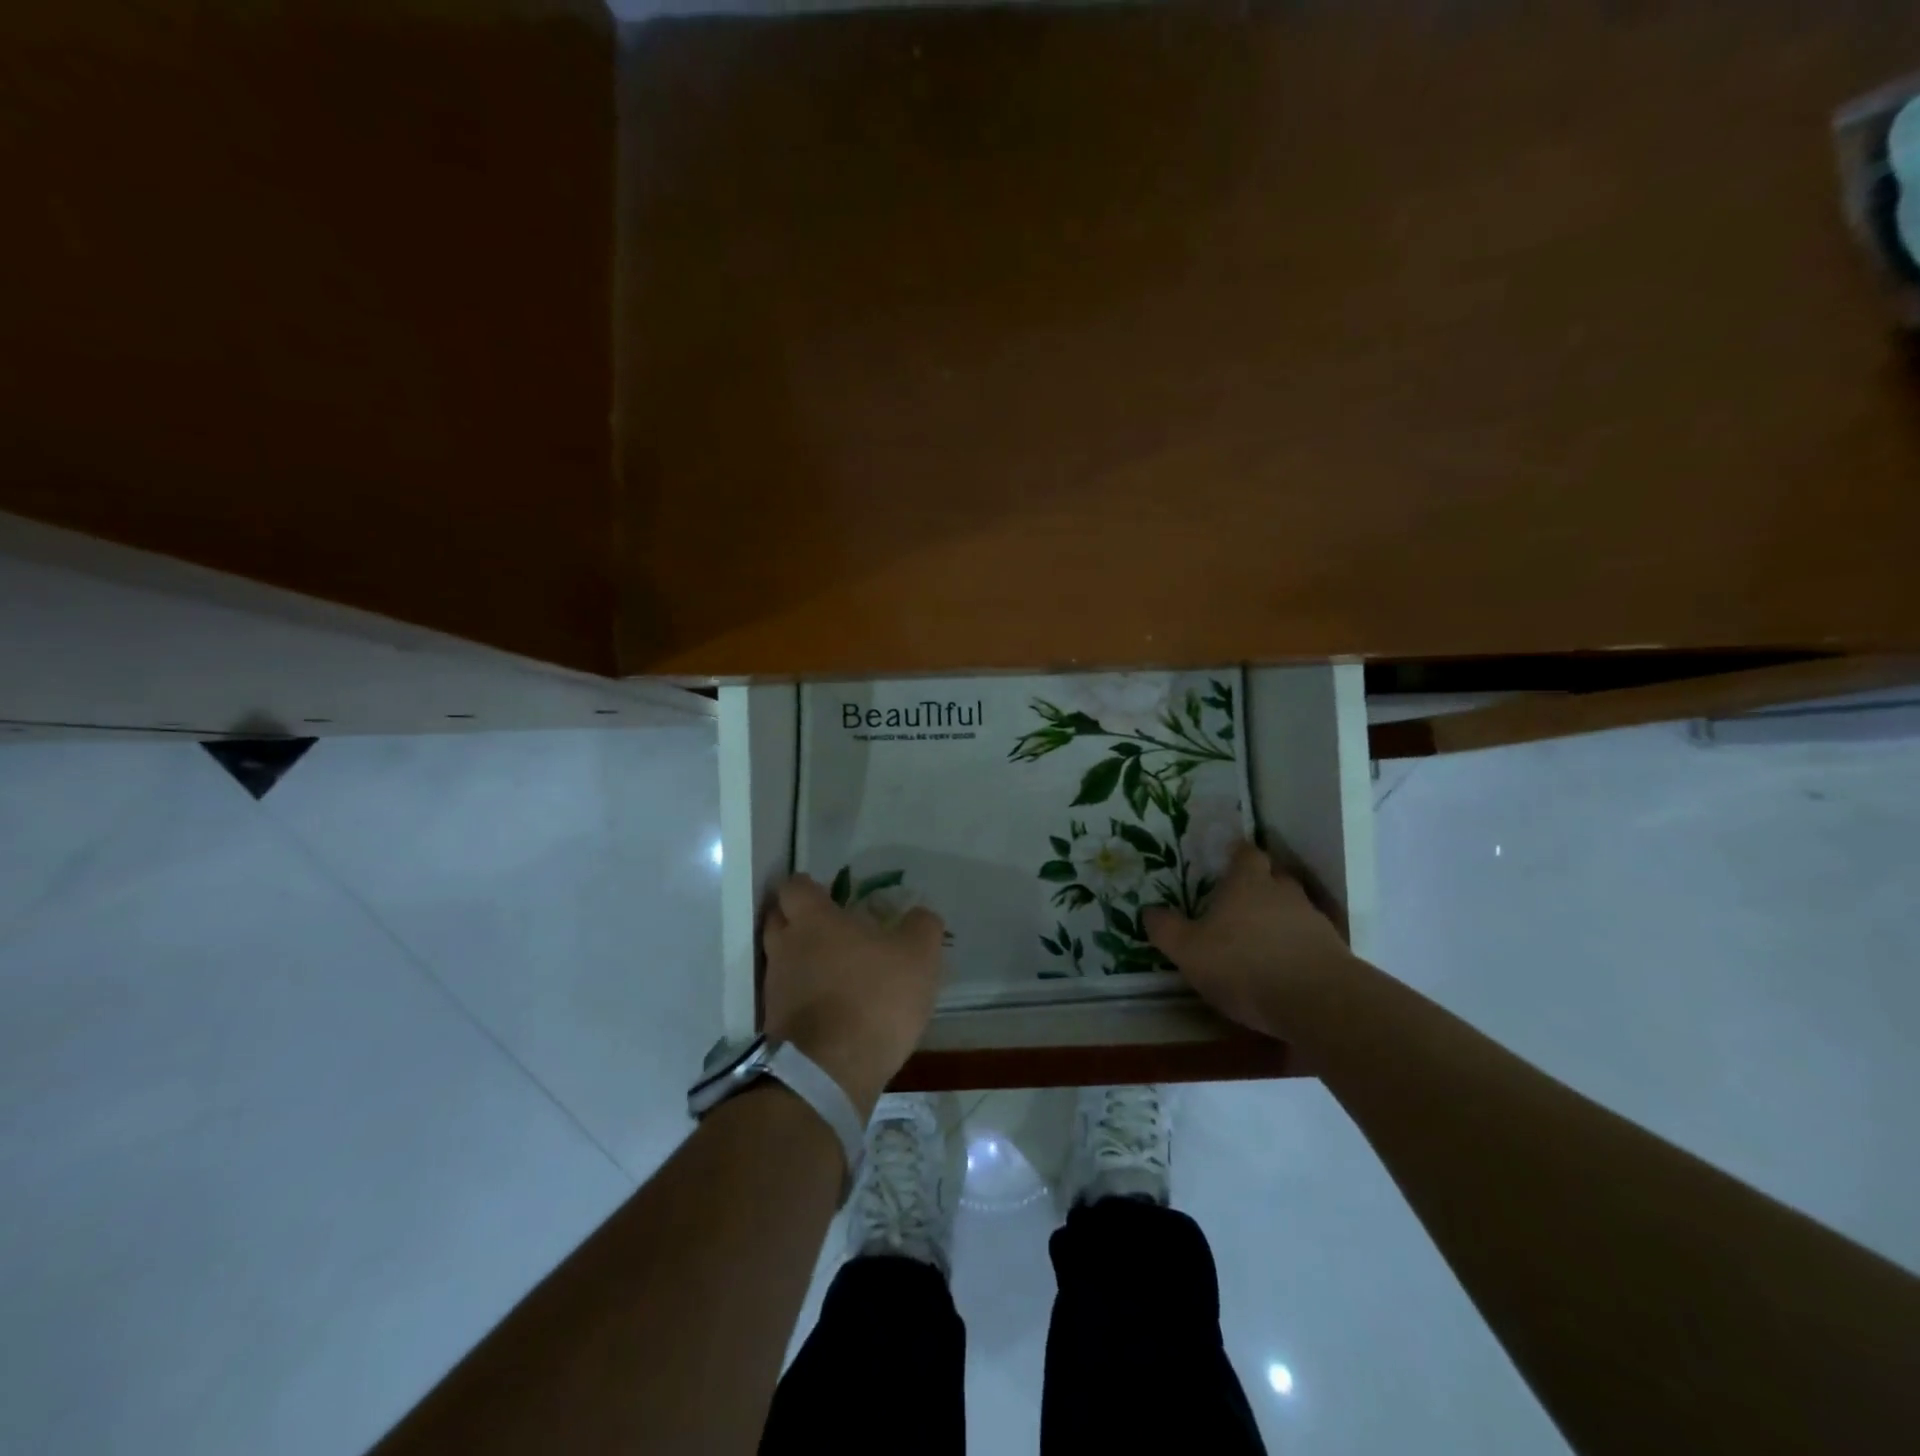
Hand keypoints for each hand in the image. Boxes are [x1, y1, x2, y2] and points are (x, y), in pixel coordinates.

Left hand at [761, 874, 945, 1119]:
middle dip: (799, 921)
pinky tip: (833, 1009)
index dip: (811, 888)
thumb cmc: (874, 997)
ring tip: (836, 973)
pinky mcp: (774, 1027)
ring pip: (782, 961)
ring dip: (802, 962)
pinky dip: (804, 998)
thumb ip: (922, 926)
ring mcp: (775, 989)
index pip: (795, 886)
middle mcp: (784, 947)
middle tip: (832, 929)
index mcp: (813, 920)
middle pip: (779, 920)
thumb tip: (919, 916)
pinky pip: (787, 999)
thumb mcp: (919, 954)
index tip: (832, 896)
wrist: (830, 1072)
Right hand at [1142, 841, 1357, 1037]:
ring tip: (1261, 939)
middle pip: (1275, 877)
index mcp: (1247, 883)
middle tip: (1240, 902)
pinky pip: (1311, 939)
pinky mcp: (1335, 951)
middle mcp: (1283, 892)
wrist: (1318, 1002)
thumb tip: (1149, 911)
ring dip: (1280, 918)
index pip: (1246, 853)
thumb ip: (1167, 929)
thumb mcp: (1189, 951)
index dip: (1237, 855)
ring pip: (1294, 908)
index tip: (1227, 861)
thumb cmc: (1244, 965)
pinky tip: (1285, 967)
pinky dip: (1298, 947)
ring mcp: (1313, 921)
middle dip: (1260, 885)